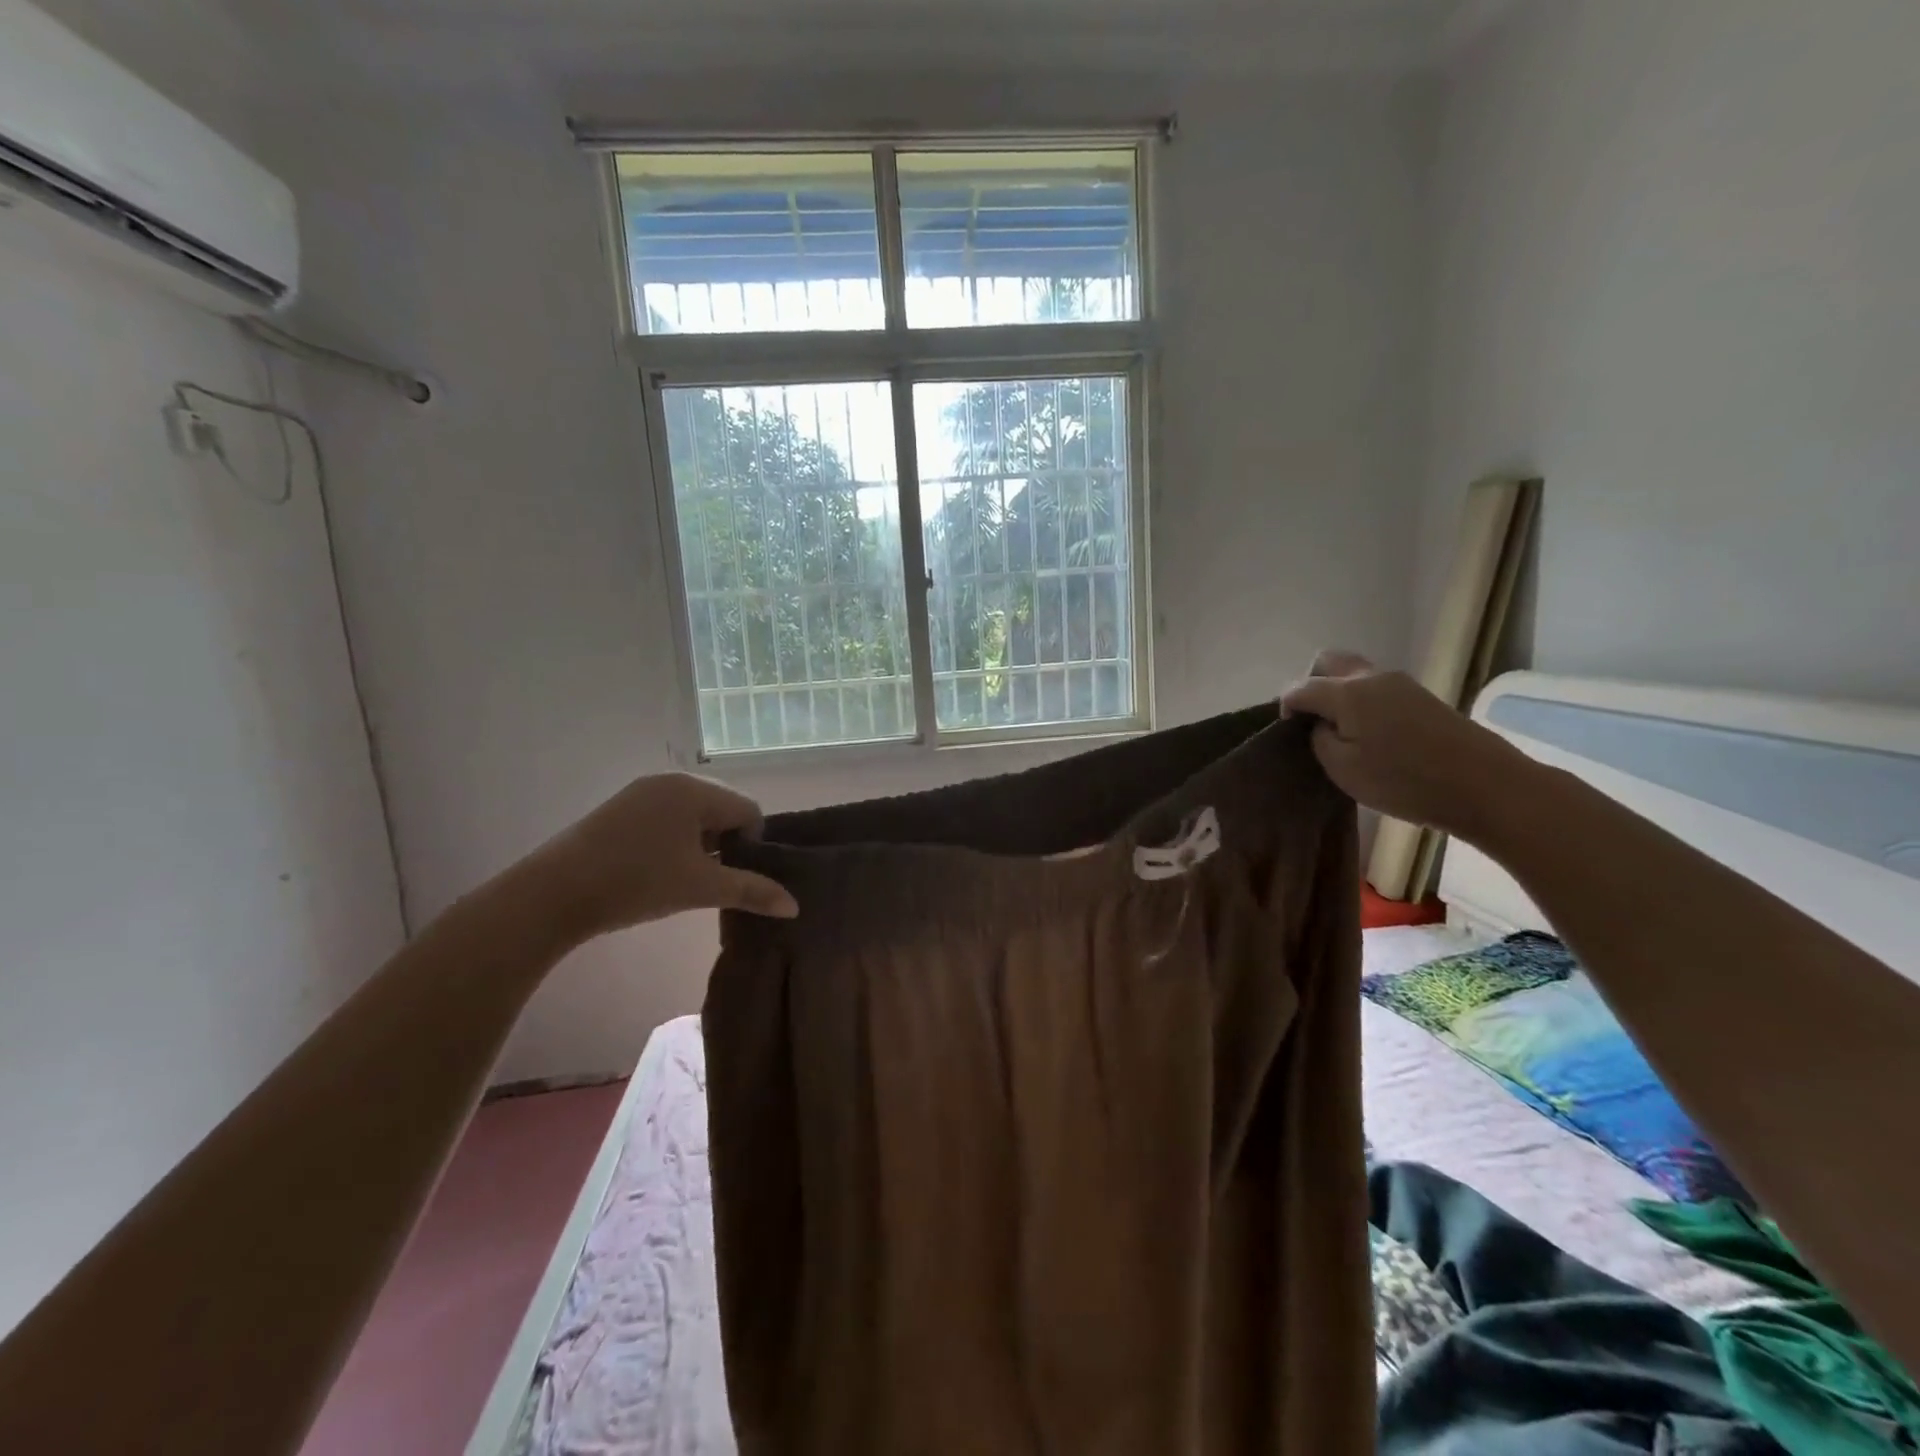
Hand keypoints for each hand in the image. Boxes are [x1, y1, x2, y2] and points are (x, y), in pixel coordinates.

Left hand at [529, 773, 799, 939]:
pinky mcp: (618, 809)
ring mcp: (640, 792)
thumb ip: (751, 891)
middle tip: (714, 881)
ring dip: (700, 846)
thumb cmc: (636, 883)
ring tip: (686, 880)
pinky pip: (665, 818)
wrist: (551, 895)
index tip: (737, 878)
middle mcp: (670, 781)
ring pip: (692, 816)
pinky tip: (659, 872)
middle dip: (726, 845)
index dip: (752, 846)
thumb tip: (795, 906)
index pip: (748, 811)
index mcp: (695, 790)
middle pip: (721, 810)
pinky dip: (674, 842)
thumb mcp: (700, 888)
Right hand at [1279, 651, 1528, 838]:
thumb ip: (1320, 739)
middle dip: (1310, 684)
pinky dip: (1361, 702)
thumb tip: (1321, 724)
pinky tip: (1367, 734)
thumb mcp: (1343, 768)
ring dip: (1338, 693)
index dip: (1285, 706)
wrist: (1486, 786)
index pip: (1300, 687)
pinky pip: (1376, 689)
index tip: (1285, 732)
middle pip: (1328, 661)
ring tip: (1339, 731)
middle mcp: (1372, 678)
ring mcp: (1401, 685)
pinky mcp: (1422, 699)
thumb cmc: (1404, 781)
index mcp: (1347, 692)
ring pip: (1354, 674)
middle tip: (1310, 721)